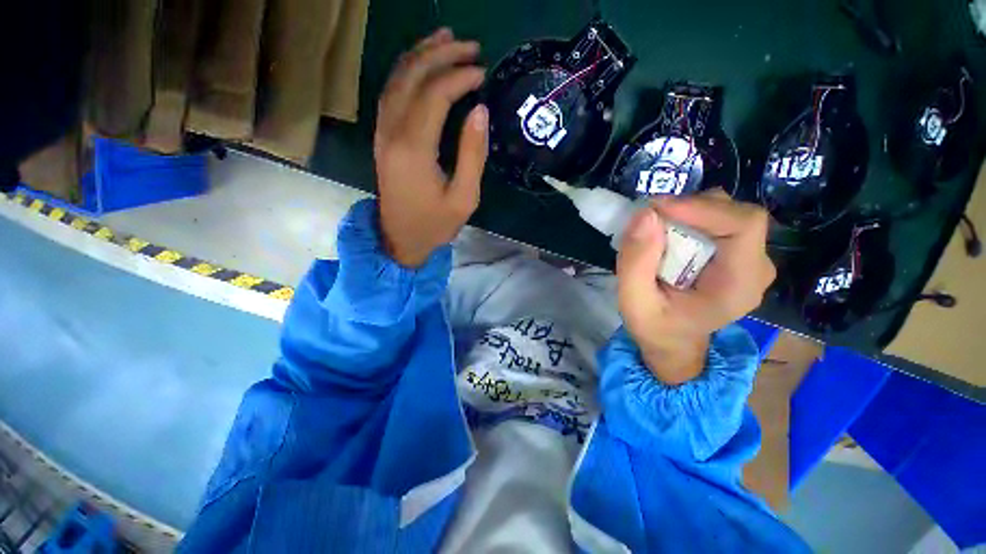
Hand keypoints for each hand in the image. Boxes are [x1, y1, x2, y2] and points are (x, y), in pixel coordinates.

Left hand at [374, 28, 488, 266]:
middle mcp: (392, 132)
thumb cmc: (435, 224)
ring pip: (396, 79)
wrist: (400, 240)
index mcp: (414, 148)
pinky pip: (390, 93)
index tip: (483, 72)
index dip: (459, 76)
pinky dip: (406, 72)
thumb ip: (472, 154)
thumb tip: (480, 110)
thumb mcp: (464, 198)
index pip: (435, 95)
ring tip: (445, 40)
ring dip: (420, 55)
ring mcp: (382, 133)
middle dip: (441, 55)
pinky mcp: (381, 137)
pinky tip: (421, 66)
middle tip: (469, 46)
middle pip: (412, 77)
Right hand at [616, 190, 775, 384]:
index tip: (657, 207)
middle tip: (648, 218)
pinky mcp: (736, 254)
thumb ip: (635, 262)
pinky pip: (718, 221)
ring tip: (654, 230)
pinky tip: (666, 235)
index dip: (702, 208)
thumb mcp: (634, 301)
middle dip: (689, 208)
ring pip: (727, 213)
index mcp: (739, 285)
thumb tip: (645, 215)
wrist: (673, 341)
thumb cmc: (655, 326)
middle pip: (736, 214)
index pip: (744, 226)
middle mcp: (755, 268)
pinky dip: (689, 218)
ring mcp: (749, 259)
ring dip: (687, 212)